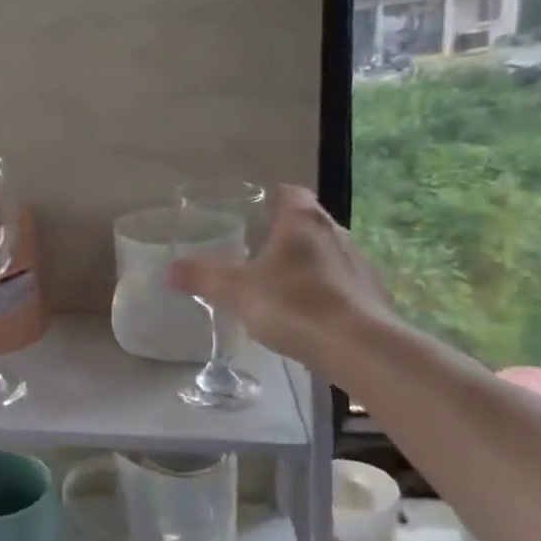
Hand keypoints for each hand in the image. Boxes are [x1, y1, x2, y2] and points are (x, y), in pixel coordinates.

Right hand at [166, 185, 398, 383]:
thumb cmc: (294, 305)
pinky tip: (306, 315)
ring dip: (304, 264)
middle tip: (252, 254)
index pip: (288, 192)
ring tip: (277, 287)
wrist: (359, 348)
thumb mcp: (235, 291)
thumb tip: (168, 270)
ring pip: (325, 253)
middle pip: (306, 222)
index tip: (248, 216)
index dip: (268, 200)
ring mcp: (359, 263)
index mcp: (303, 220)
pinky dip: (323, 291)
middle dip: (281, 234)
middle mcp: (335, 231)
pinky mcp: (372, 294)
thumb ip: (201, 277)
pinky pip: (341, 283)